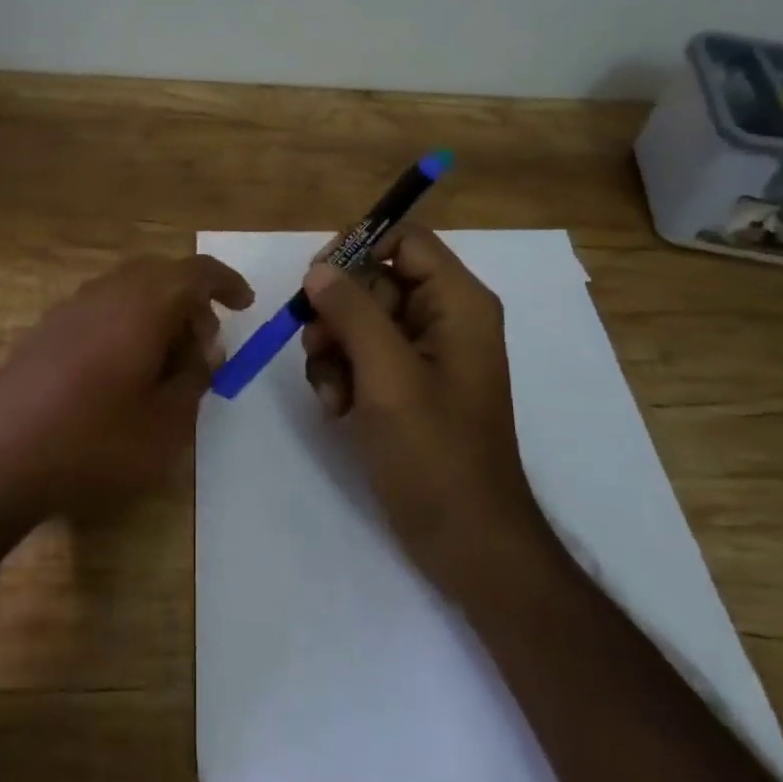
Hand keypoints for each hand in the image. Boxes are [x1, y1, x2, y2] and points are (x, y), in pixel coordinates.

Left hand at [0, 254, 252, 524]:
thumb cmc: (94, 443)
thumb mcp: (166, 423)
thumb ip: (194, 378)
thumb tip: (203, 349)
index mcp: (142, 305)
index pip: (195, 272)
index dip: (225, 283)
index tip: (245, 305)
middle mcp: (105, 293)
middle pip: (160, 275)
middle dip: (190, 302)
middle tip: (205, 346)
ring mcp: (70, 309)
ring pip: (128, 291)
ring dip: (158, 313)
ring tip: (167, 363)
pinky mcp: (46, 331)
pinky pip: (101, 309)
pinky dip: (126, 324)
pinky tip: (124, 370)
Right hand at [300, 225, 543, 585]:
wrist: (465, 540)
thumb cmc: (435, 453)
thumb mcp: (388, 375)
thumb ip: (353, 312)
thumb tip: (320, 268)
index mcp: (457, 304)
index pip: (405, 240)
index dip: (358, 249)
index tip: (316, 277)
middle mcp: (442, 318)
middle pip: (374, 280)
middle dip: (337, 313)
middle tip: (317, 344)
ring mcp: (422, 354)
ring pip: (358, 320)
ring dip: (332, 350)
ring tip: (332, 393)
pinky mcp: (404, 385)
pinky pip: (359, 356)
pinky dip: (340, 375)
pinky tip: (337, 410)